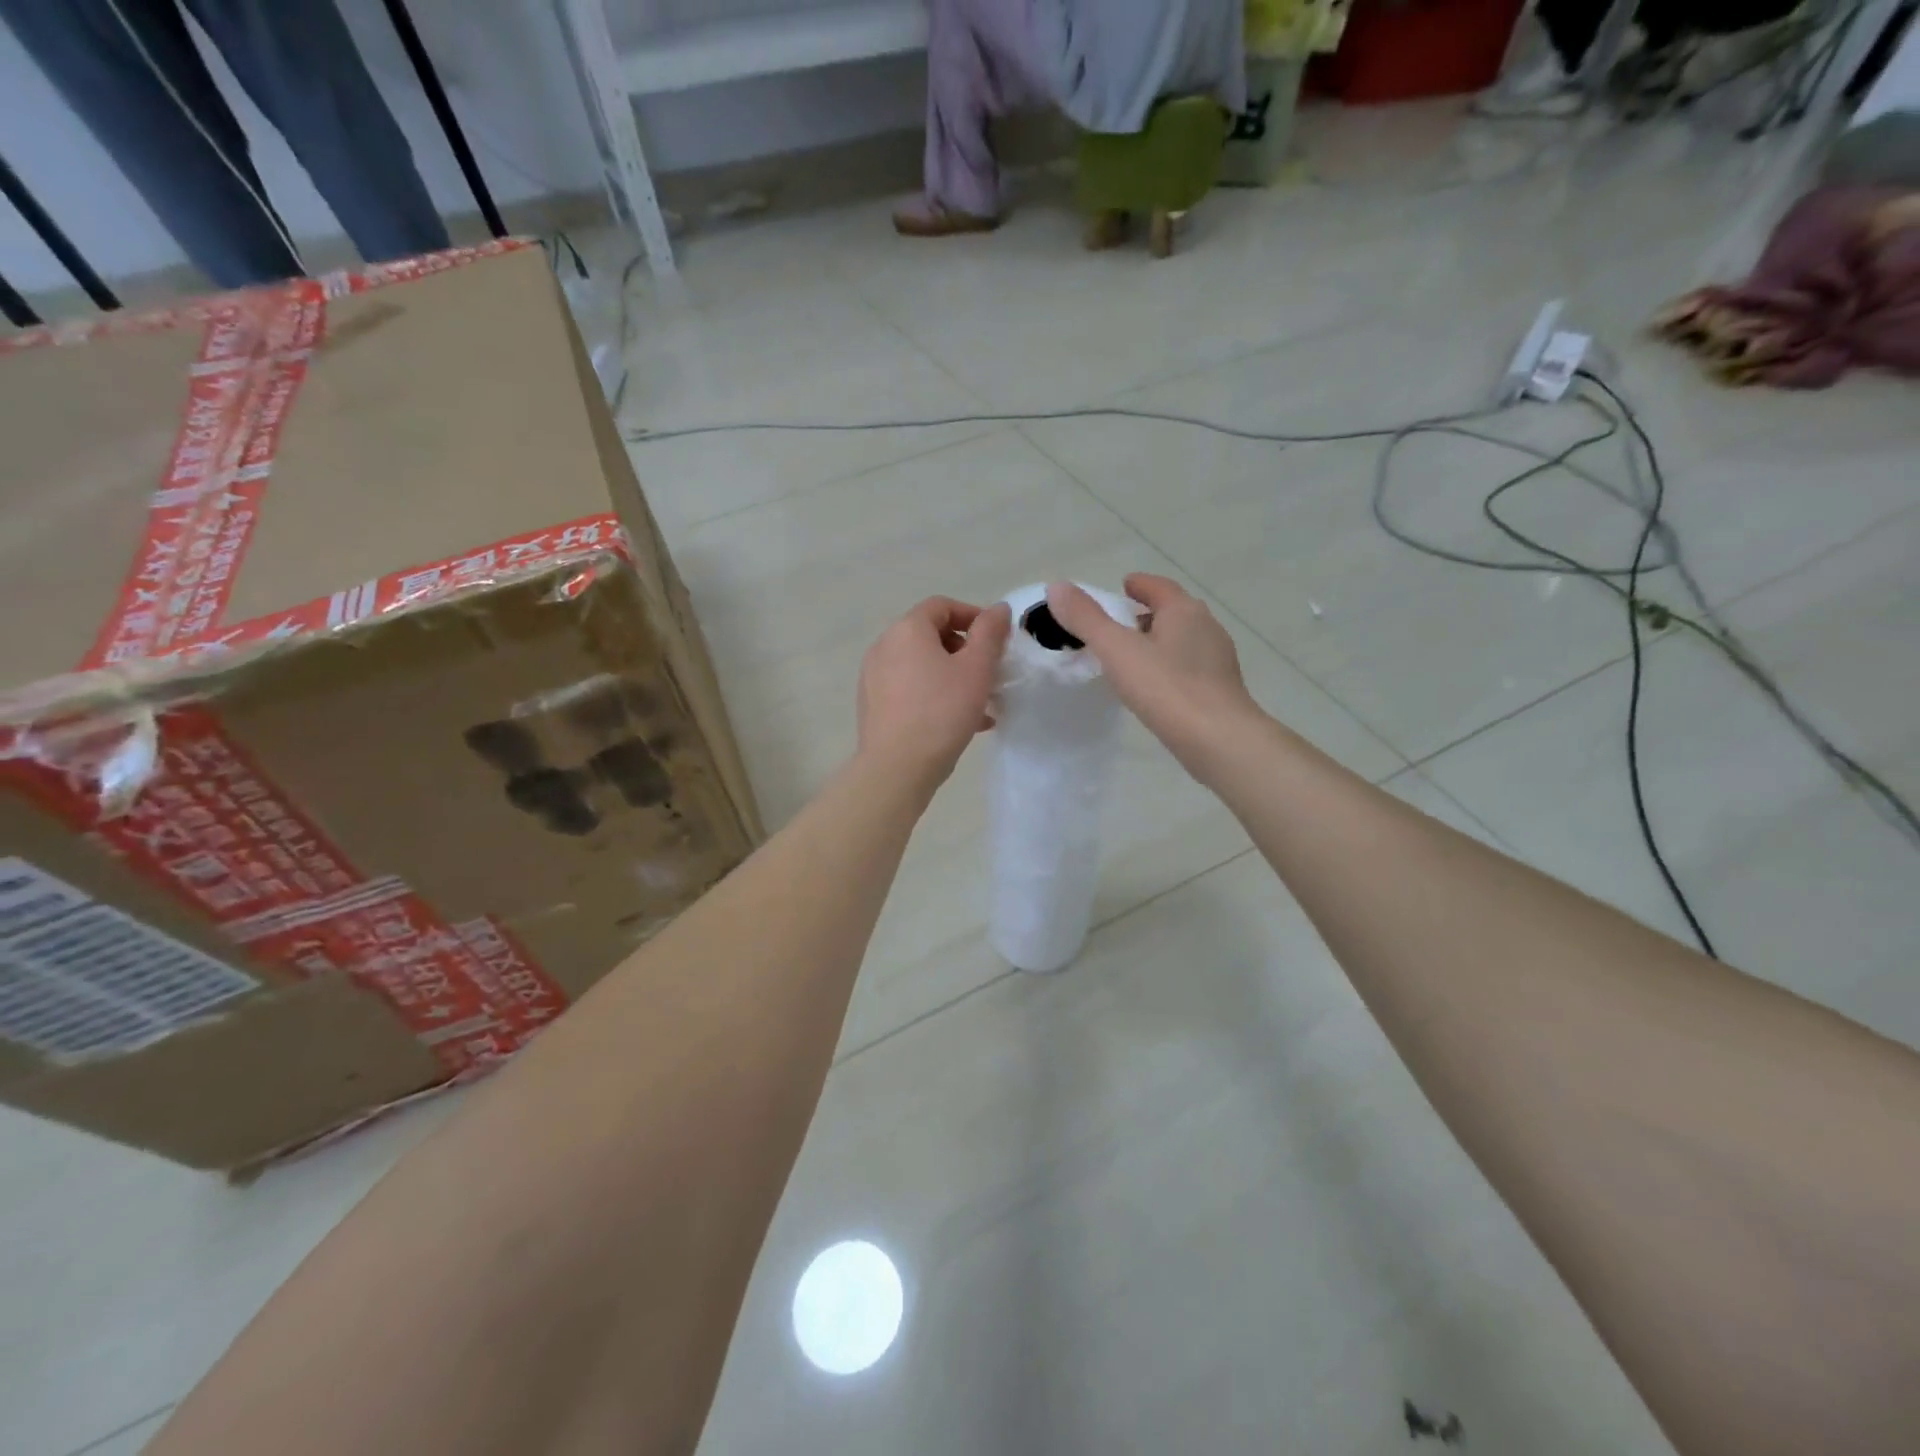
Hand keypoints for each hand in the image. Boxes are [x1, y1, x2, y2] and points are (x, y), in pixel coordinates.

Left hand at [857, 597, 1011, 786]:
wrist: (897, 767)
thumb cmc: (942, 711)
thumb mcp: (976, 669)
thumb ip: (990, 633)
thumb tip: (998, 609)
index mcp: (907, 630)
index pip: (941, 606)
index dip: (972, 615)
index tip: (996, 638)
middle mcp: (884, 647)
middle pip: (929, 636)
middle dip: (964, 650)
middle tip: (989, 672)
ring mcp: (874, 678)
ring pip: (922, 666)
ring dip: (953, 676)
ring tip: (980, 703)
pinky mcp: (873, 705)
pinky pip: (910, 689)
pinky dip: (935, 695)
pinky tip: (961, 722)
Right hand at [1047, 574, 1264, 776]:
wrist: (1219, 740)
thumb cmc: (1166, 687)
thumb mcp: (1117, 650)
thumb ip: (1086, 619)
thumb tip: (1057, 586)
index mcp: (1184, 610)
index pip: (1158, 587)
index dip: (1139, 585)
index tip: (1122, 587)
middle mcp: (1206, 627)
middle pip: (1173, 612)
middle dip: (1147, 614)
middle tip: (1119, 624)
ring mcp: (1217, 660)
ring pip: (1182, 641)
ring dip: (1159, 642)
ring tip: (1131, 657)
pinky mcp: (1220, 689)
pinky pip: (1189, 668)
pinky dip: (1169, 667)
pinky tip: (1154, 687)